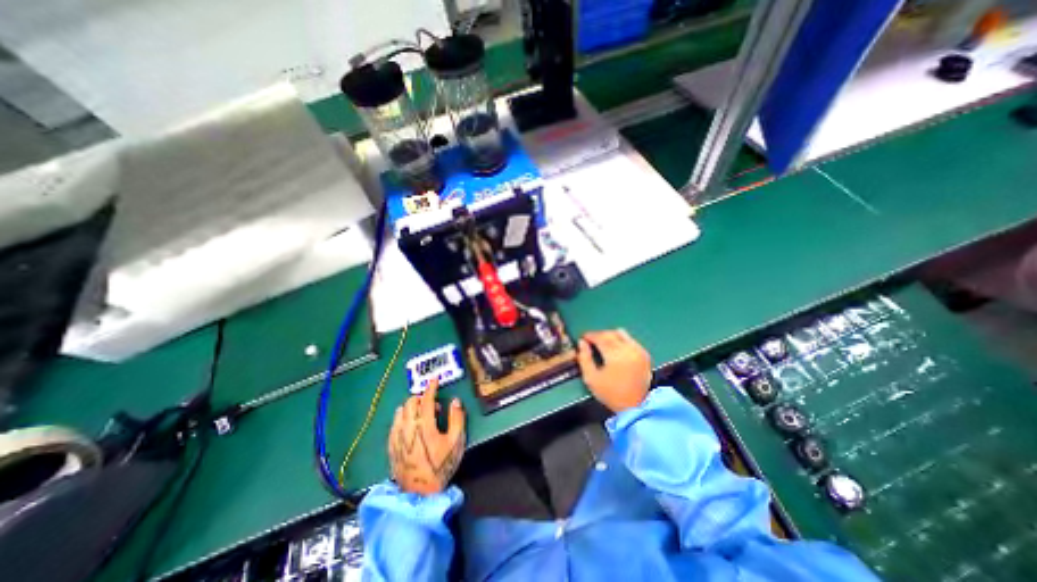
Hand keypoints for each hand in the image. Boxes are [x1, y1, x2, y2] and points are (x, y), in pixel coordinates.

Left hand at [389, 378, 465, 494]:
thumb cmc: (440, 466)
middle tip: (433, 404)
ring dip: (411, 407)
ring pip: (400, 412)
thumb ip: (457, 419)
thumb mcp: (456, 443)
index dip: (431, 387)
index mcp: (424, 425)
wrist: (420, 494)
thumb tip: (455, 401)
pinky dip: (402, 418)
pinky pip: (394, 424)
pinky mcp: (391, 446)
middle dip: (421, 397)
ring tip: (422, 415)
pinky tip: (410, 425)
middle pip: (410, 403)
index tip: (435, 380)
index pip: (426, 399)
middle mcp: (407, 427)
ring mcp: (397, 437)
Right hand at [580, 327, 649, 413]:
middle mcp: (628, 349)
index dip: (590, 335)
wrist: (635, 407)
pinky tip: (617, 349)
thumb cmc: (611, 394)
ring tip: (604, 344)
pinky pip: (631, 340)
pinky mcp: (645, 355)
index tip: (583, 338)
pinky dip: (622, 341)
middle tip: (591, 340)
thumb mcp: (591, 378)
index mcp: (615, 355)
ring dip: (611, 336)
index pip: (600, 337)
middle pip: (610, 334)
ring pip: (622, 334)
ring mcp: (638, 351)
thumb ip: (584, 358)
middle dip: (599, 335)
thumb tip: (581, 343)